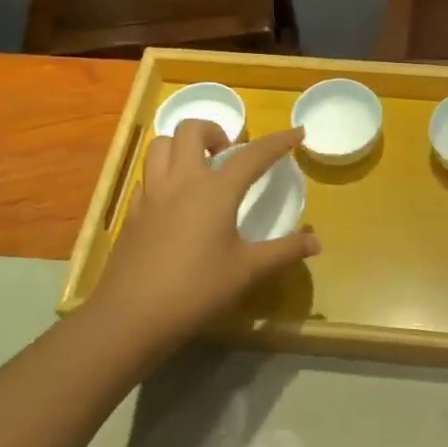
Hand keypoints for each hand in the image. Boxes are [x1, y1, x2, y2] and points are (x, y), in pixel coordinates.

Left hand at [88, 120, 318, 351]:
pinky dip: (164, 174)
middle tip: (229, 152)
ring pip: (160, 145)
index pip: (253, 155)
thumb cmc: (196, 290)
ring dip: (182, 145)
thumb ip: (284, 252)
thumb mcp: (247, 272)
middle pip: (191, 130)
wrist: (131, 316)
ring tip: (199, 166)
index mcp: (215, 191)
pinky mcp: (132, 213)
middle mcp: (181, 181)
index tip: (298, 132)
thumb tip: (316, 242)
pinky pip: (147, 176)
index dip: (279, 141)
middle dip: (214, 130)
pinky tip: (174, 200)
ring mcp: (151, 195)